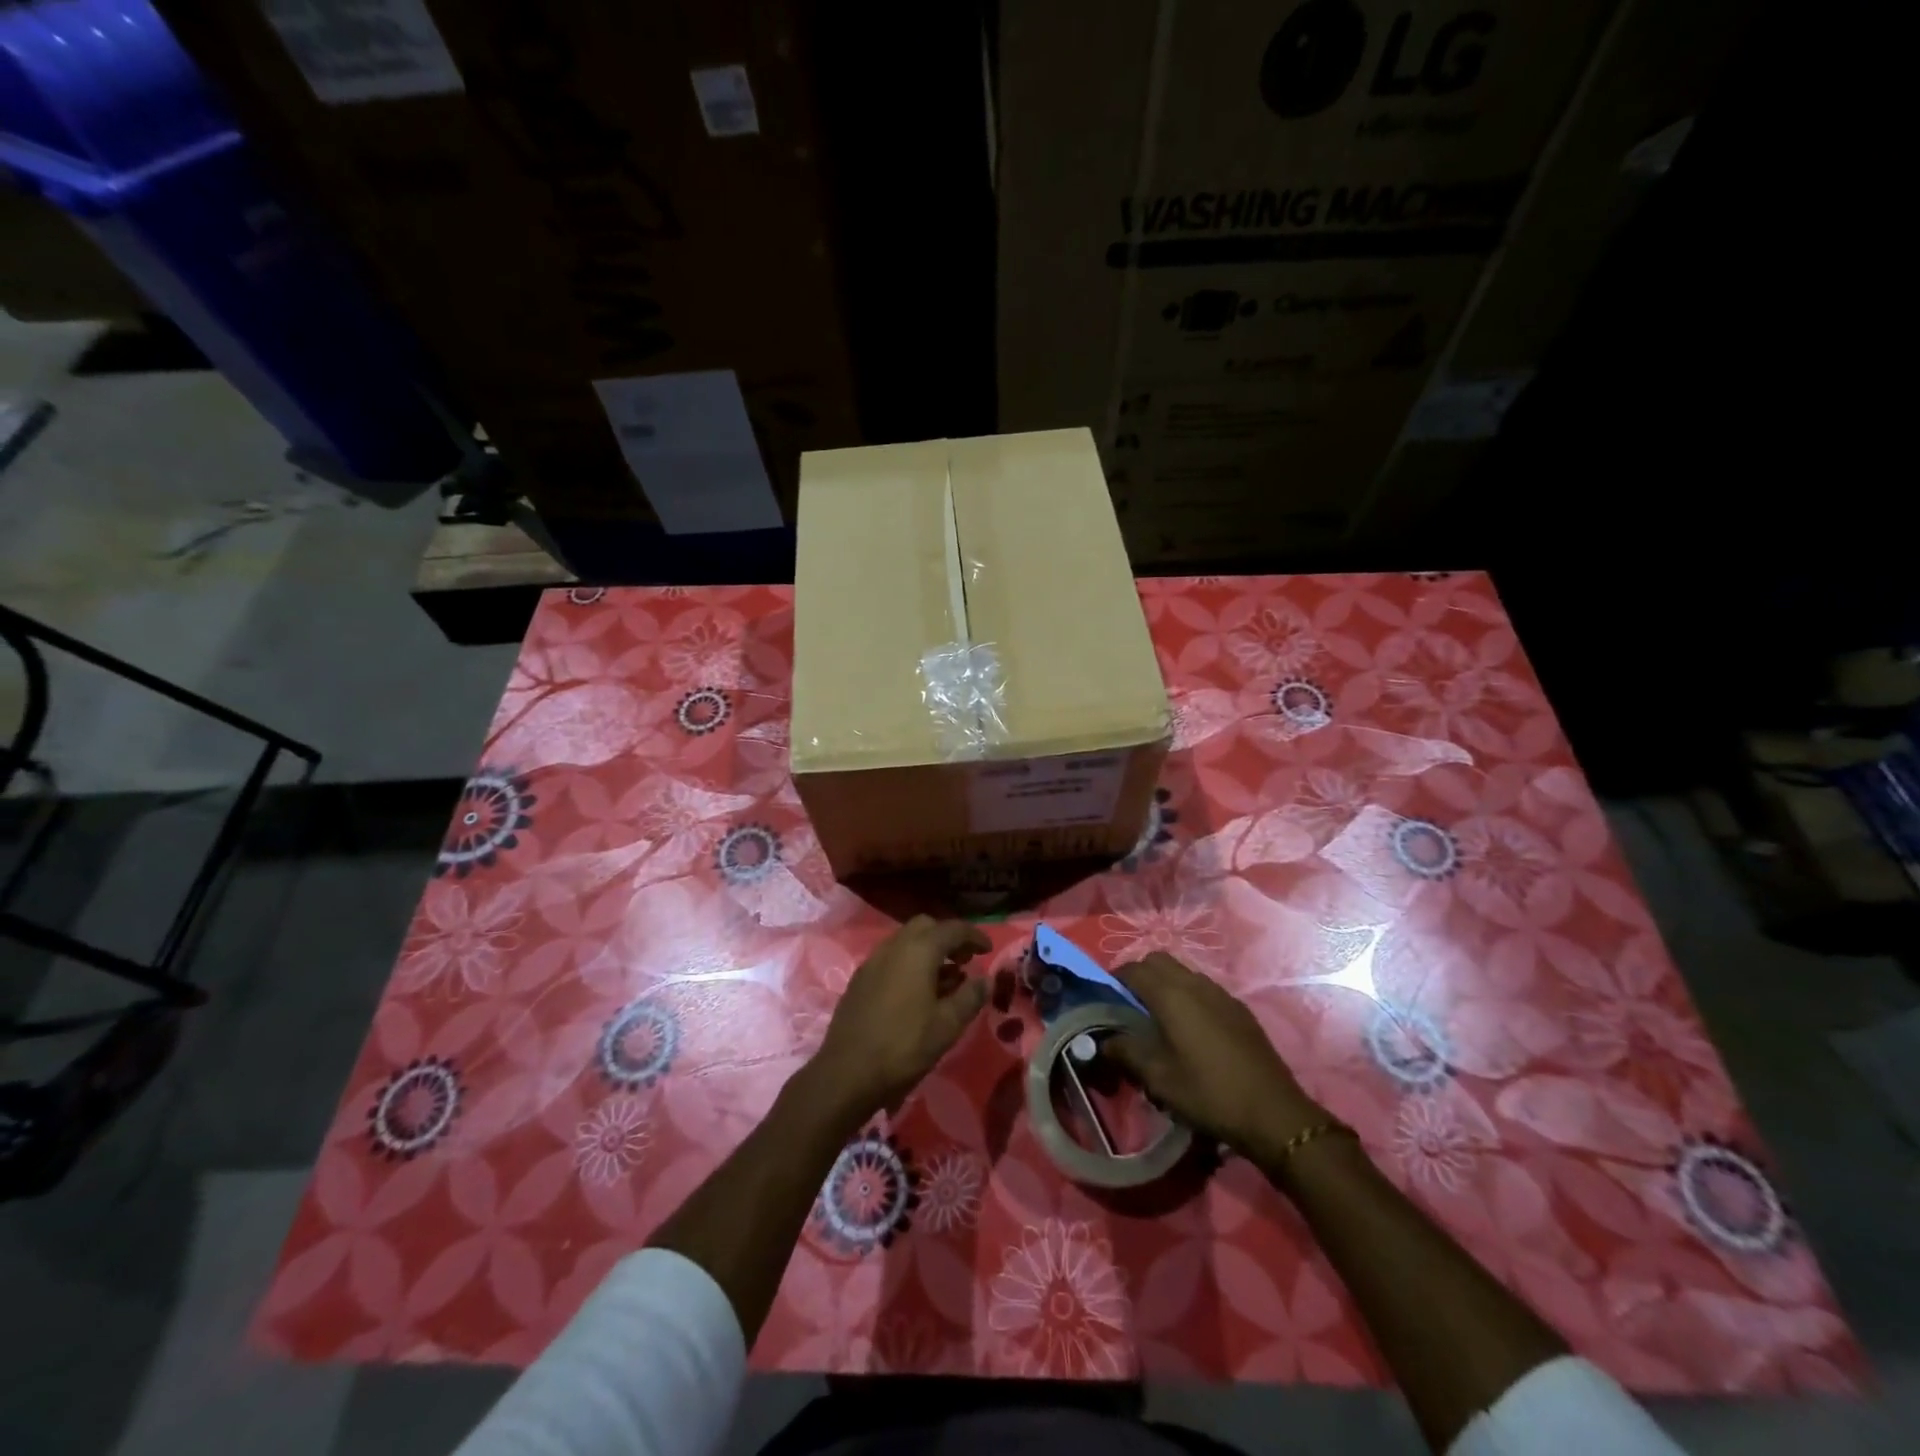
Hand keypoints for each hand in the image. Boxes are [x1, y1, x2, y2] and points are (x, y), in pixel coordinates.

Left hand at [811, 916, 991, 1120]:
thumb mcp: (947, 1025)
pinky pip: (891, 959)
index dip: (974, 936)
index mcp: (918, 950)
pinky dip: (910, 964)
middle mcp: (893, 946)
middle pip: (926, 927)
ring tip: (946, 980)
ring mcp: (872, 961)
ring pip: (906, 942)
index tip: (988, 950)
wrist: (846, 1073)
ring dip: (928, 951)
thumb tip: (986, 979)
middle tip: (966, 961)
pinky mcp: (860, 980)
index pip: (952, 929)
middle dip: (948, 938)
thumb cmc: (904, 1046)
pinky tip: (918, 993)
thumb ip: (970, 997)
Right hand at [1103, 952, 1323, 1159]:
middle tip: (1131, 1006)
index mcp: (1171, 995)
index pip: (1133, 969)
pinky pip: (1204, 988)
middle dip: (1140, 975)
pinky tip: (1191, 1031)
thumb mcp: (1159, 1078)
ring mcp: (1221, 994)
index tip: (1106, 1000)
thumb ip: (1126, 1052)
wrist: (1273, 1113)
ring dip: (1166, 984)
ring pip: (1183, 972)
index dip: (1115, 979)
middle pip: (1158, 961)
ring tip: (1160, 1019)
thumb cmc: (1209, 1093)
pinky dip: (1188, 996)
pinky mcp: (1239, 1009)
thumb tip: (1103, 1040)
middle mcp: (1195, 984)